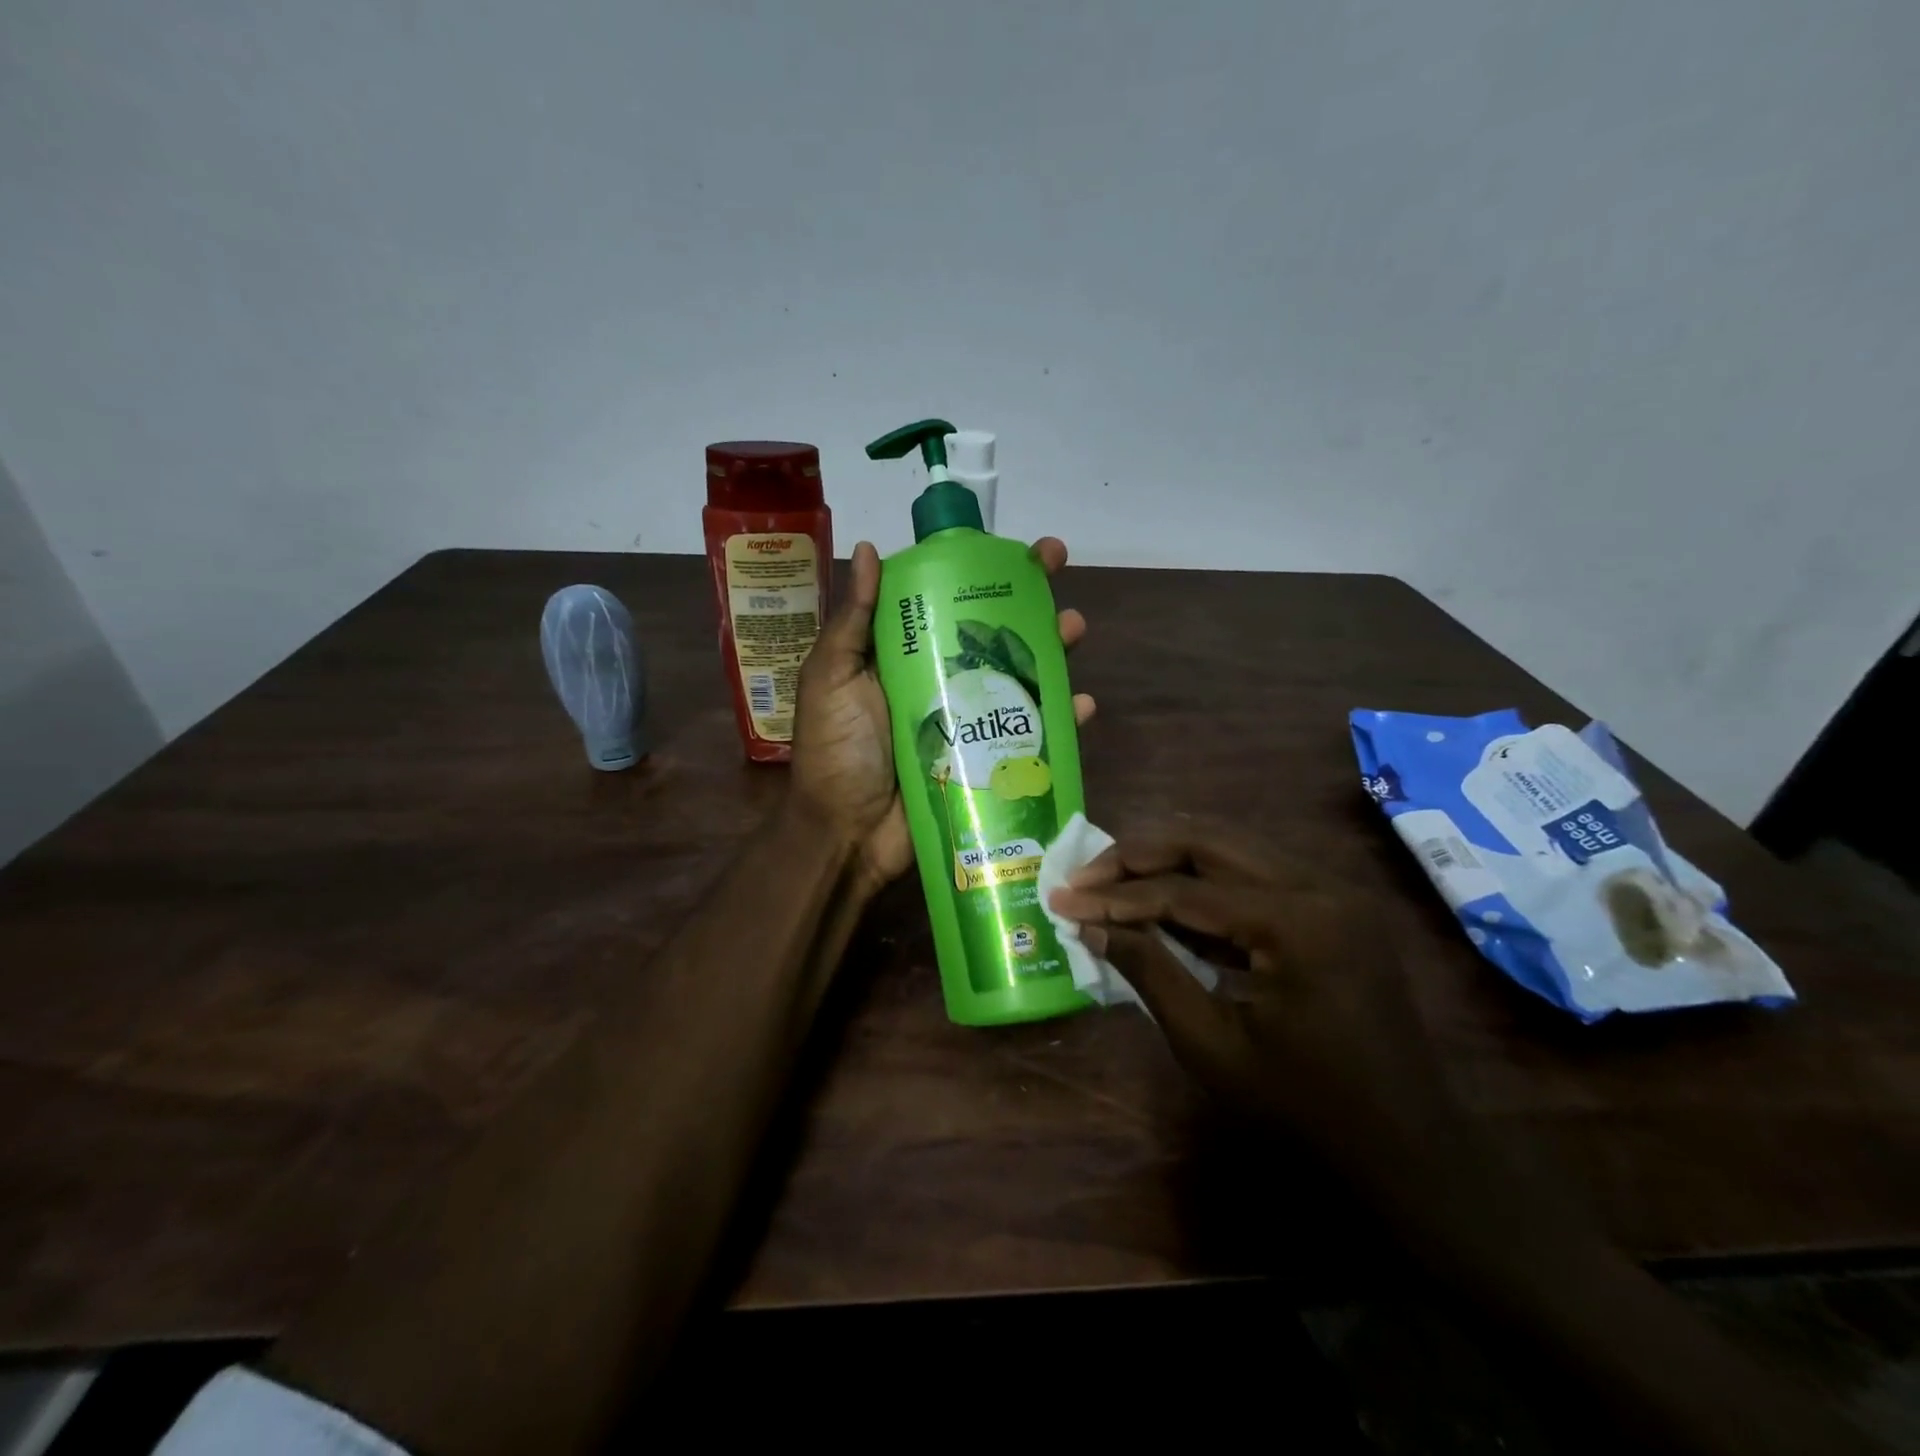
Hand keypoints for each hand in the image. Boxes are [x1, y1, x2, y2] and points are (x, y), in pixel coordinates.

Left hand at [793, 538, 1093, 899]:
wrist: (847, 834)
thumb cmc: (836, 751)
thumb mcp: (831, 678)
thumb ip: (852, 621)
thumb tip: (869, 548)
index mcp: (904, 655)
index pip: (948, 601)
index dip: (981, 572)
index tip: (1014, 546)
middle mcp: (941, 680)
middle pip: (993, 633)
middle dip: (1028, 599)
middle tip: (1057, 569)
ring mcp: (969, 721)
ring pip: (1019, 677)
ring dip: (1052, 650)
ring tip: (1073, 630)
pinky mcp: (988, 760)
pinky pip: (1031, 733)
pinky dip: (1060, 719)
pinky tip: (1081, 705)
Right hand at [1046, 822, 1454, 1182]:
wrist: (1409, 1152)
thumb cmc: (1305, 1111)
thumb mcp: (1211, 1045)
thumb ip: (1149, 971)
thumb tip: (1089, 925)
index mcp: (1298, 922)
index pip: (1185, 891)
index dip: (1117, 896)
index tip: (1063, 898)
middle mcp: (1320, 886)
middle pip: (1210, 841)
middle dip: (1139, 854)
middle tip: (1086, 875)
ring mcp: (1333, 892)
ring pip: (1232, 847)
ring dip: (1169, 858)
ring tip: (1113, 878)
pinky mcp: (1333, 907)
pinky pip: (1256, 873)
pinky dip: (1205, 879)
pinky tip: (1166, 897)